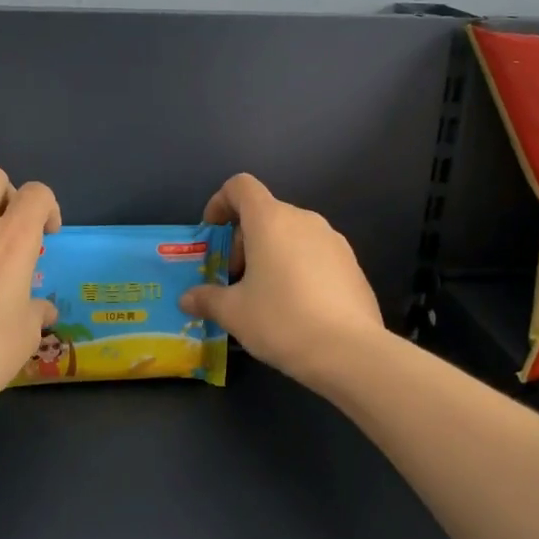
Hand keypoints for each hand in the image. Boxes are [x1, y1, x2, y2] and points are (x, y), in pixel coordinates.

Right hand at [178, 173, 385, 383]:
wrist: (351, 352)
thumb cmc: (282, 320)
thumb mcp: (234, 313)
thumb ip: (207, 299)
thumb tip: (187, 299)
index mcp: (270, 220)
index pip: (241, 186)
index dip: (220, 202)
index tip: (212, 232)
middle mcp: (304, 219)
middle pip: (265, 213)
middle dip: (243, 240)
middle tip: (234, 279)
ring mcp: (333, 240)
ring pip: (291, 234)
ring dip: (270, 254)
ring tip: (264, 295)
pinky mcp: (352, 264)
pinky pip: (315, 254)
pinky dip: (297, 267)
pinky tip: (296, 306)